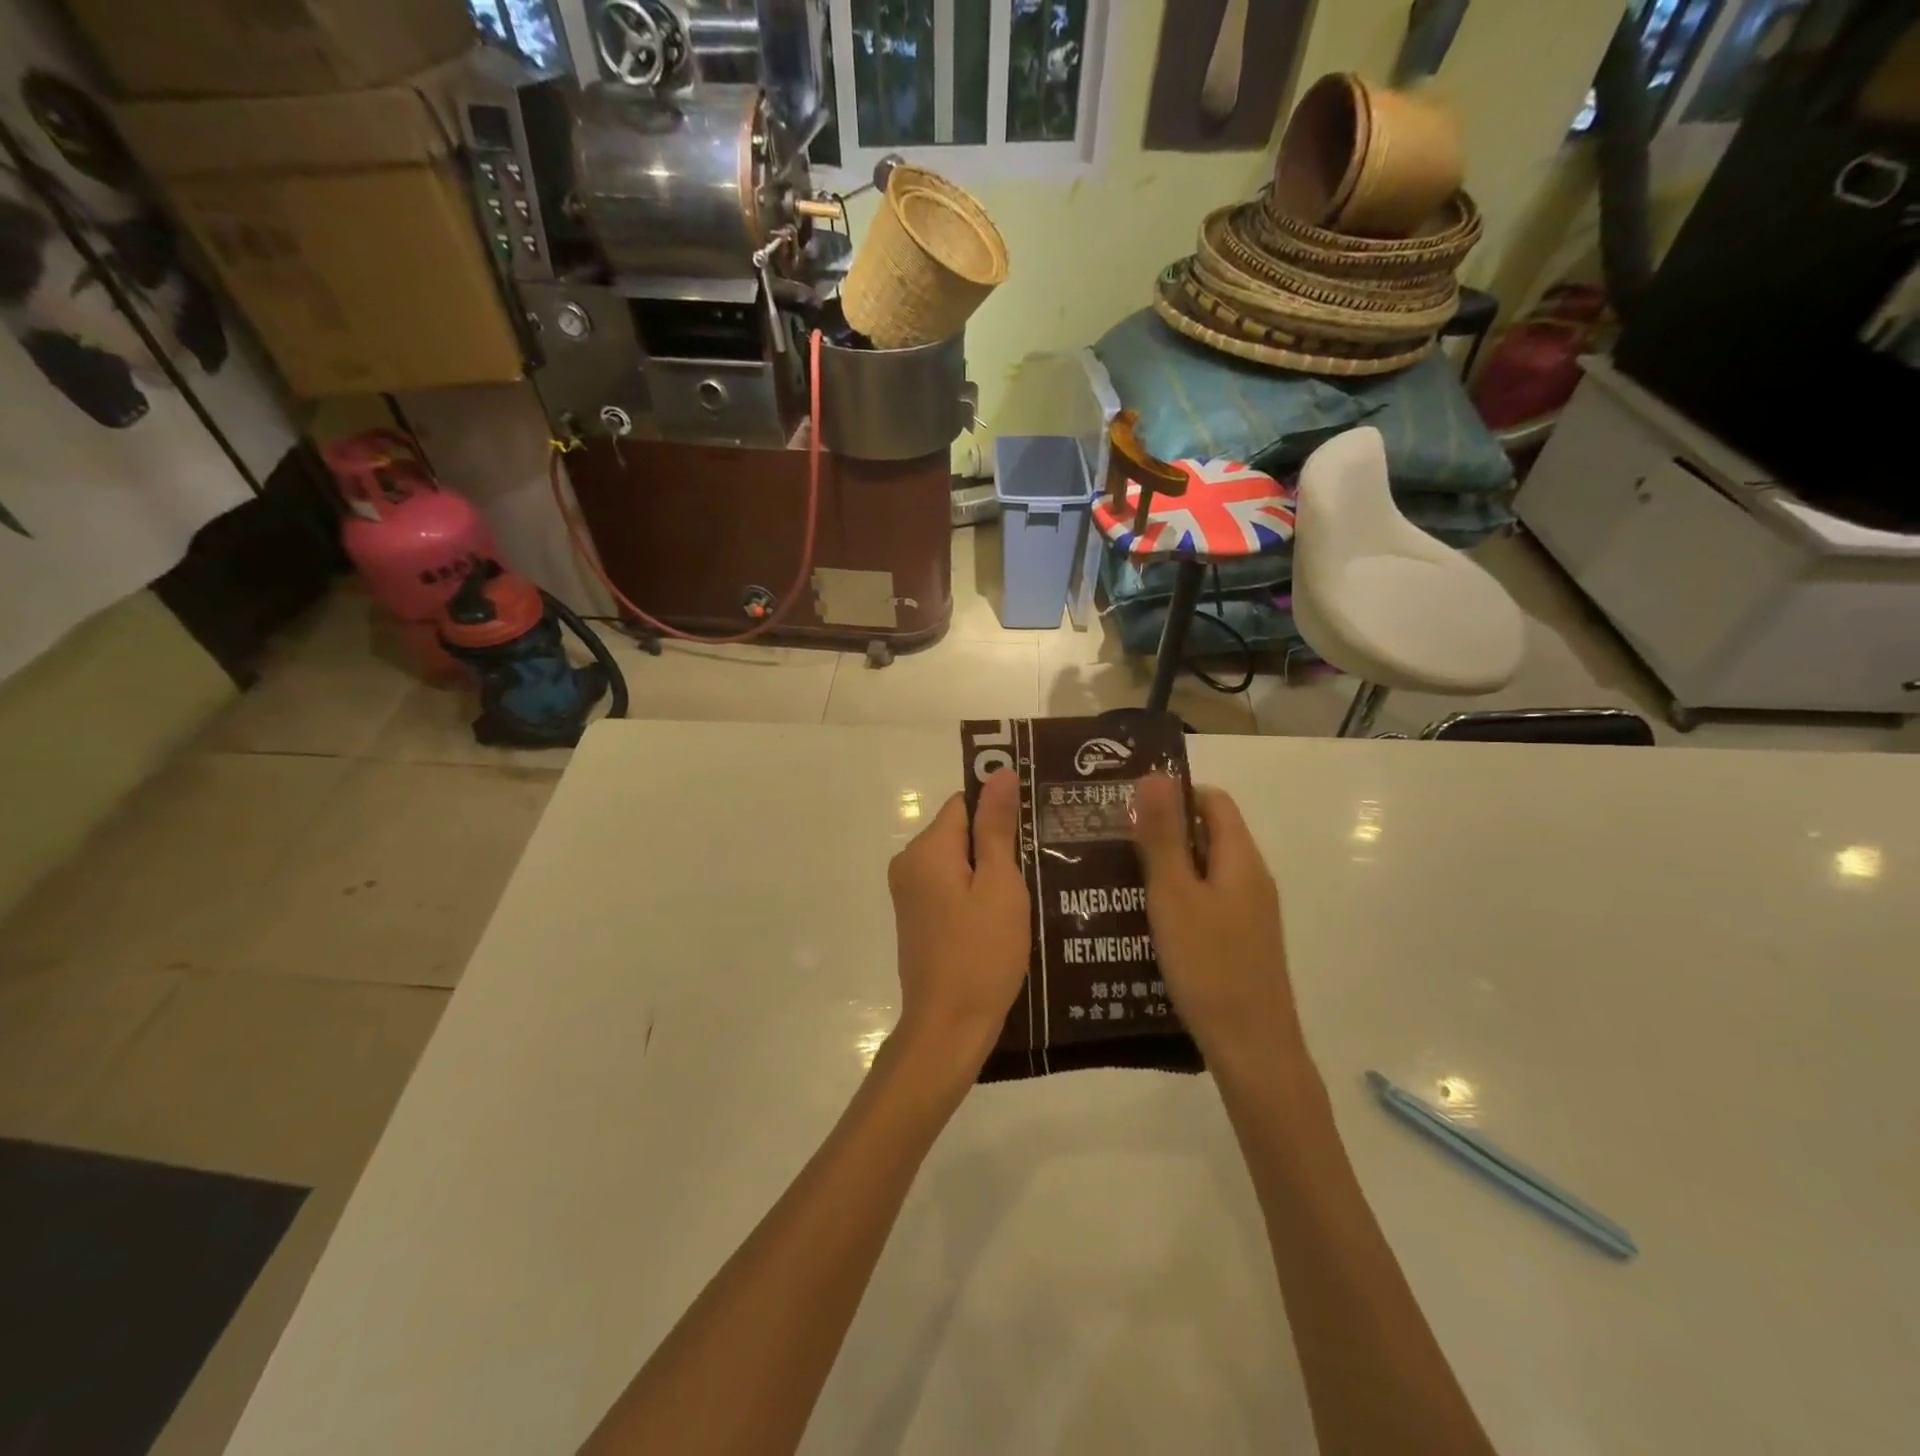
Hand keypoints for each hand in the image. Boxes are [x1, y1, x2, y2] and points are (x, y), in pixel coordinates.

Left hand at [886, 768, 1029, 1073]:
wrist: (949, 1027)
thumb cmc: (981, 954)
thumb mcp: (1000, 886)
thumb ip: (997, 827)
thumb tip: (998, 772)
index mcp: (926, 849)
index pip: (965, 803)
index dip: (1000, 810)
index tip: (1036, 826)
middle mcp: (909, 863)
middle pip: (960, 831)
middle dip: (998, 843)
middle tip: (1041, 861)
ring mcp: (910, 893)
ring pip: (958, 861)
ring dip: (991, 870)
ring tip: (1033, 887)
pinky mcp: (918, 918)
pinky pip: (951, 886)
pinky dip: (977, 892)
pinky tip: (1007, 913)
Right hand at [1131, 774, 1305, 1064]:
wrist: (1252, 1049)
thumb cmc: (1209, 966)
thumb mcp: (1174, 895)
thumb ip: (1163, 836)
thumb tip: (1154, 776)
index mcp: (1240, 859)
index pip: (1212, 801)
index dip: (1174, 794)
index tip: (1128, 806)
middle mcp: (1251, 879)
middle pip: (1208, 834)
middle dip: (1162, 831)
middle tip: (1112, 839)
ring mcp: (1249, 913)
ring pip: (1204, 870)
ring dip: (1166, 866)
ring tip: (1117, 875)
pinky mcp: (1240, 942)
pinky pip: (1206, 901)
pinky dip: (1177, 898)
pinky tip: (1143, 918)